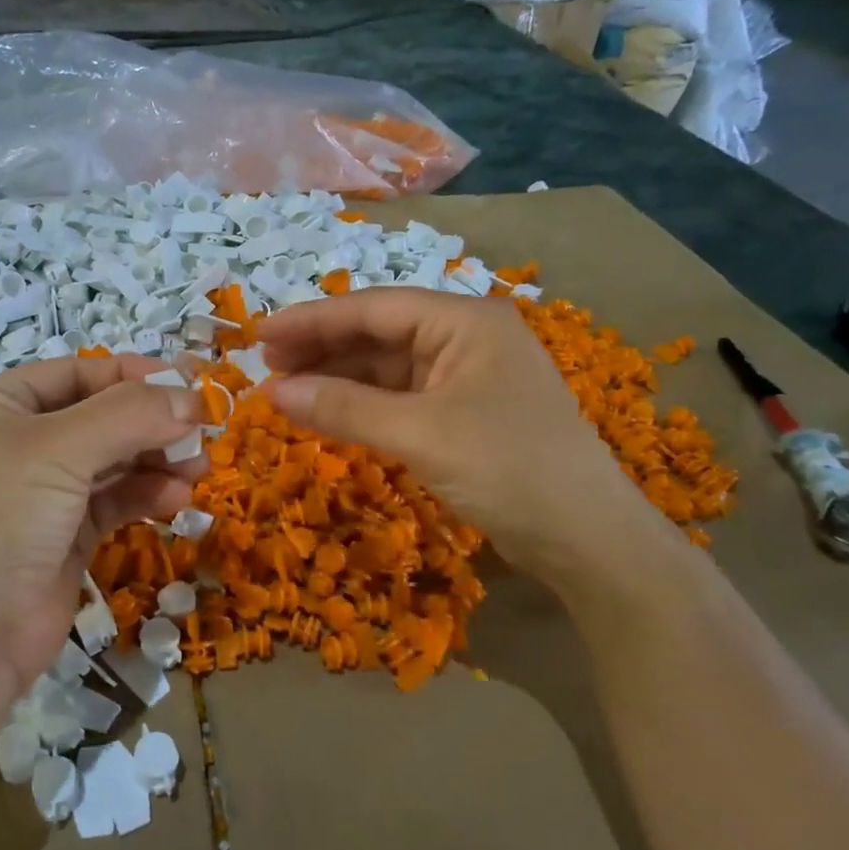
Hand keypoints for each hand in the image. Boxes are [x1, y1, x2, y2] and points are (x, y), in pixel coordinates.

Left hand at [0, 356, 204, 695]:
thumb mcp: (60, 449)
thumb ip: (129, 416)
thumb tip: (192, 400)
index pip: (76, 373)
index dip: (133, 375)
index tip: (188, 386)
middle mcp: (16, 442)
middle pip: (99, 416)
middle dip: (151, 423)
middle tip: (202, 432)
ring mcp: (41, 492)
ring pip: (112, 460)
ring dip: (155, 459)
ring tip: (198, 467)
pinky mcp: (64, 535)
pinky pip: (113, 500)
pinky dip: (145, 494)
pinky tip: (175, 497)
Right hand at [259, 289, 669, 584]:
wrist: (588, 541)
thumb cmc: (509, 469)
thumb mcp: (421, 434)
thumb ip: (344, 407)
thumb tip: (272, 391)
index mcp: (464, 321)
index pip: (373, 308)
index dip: (312, 320)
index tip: (259, 335)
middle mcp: (465, 338)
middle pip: (377, 332)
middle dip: (321, 347)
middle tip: (266, 365)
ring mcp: (466, 376)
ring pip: (386, 366)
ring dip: (337, 376)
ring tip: (286, 390)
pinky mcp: (463, 413)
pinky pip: (399, 397)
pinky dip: (362, 404)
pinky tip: (328, 411)